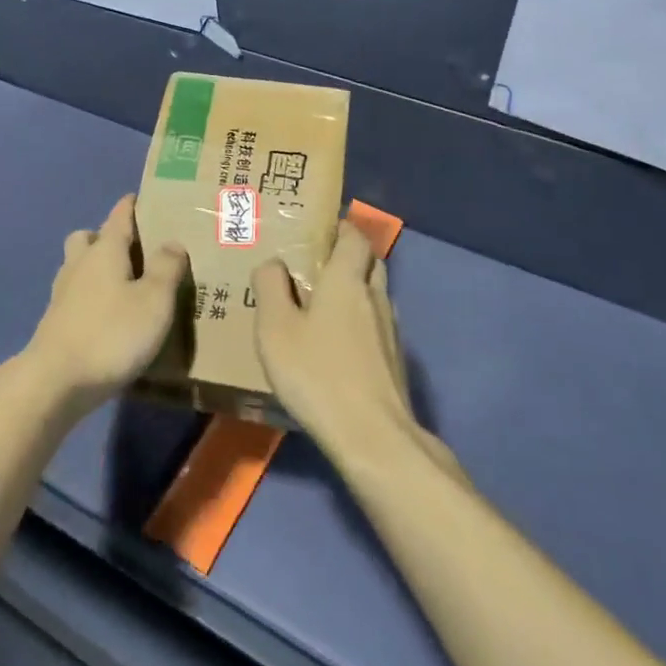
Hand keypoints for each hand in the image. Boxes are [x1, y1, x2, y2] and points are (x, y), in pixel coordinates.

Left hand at [22, 194, 187, 414]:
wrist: (55, 381)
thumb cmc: (111, 334)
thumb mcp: (154, 301)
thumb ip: (166, 269)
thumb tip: (172, 242)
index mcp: (104, 251)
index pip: (118, 217)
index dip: (130, 205)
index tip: (142, 198)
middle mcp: (79, 264)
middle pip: (88, 238)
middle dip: (106, 237)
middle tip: (132, 249)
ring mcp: (63, 294)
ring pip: (78, 266)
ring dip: (95, 268)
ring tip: (123, 283)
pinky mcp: (55, 323)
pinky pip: (75, 296)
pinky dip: (90, 297)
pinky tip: (107, 316)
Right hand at [253, 221, 418, 459]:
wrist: (372, 437)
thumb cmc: (317, 373)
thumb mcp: (275, 328)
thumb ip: (270, 287)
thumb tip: (274, 264)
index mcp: (346, 279)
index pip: (354, 237)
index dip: (340, 228)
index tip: (319, 230)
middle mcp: (374, 296)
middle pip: (370, 262)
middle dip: (348, 257)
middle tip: (316, 266)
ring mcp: (391, 331)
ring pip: (376, 294)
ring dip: (356, 290)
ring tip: (324, 305)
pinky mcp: (395, 361)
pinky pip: (377, 325)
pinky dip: (361, 322)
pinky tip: (339, 344)